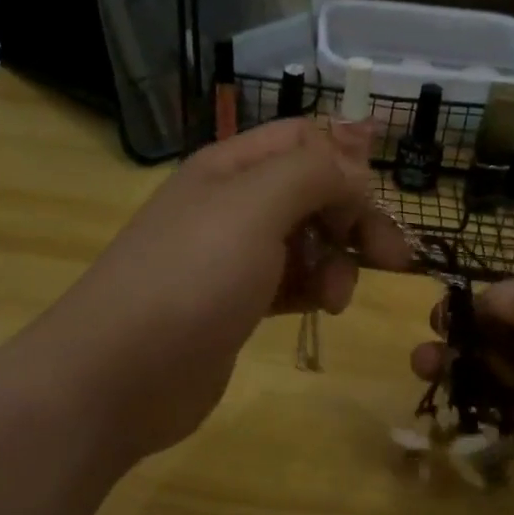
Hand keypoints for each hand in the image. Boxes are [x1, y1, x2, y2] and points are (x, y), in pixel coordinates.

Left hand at [38, 117, 412, 462]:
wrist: (121, 374)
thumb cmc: (192, 279)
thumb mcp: (257, 207)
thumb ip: (314, 172)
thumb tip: (355, 163)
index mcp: (231, 167)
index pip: (305, 140)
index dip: (349, 164)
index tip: (380, 206)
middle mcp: (232, 204)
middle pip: (312, 192)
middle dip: (354, 219)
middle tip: (392, 260)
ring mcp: (231, 258)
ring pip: (307, 241)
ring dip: (337, 261)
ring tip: (337, 298)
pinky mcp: (235, 304)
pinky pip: (291, 281)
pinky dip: (314, 288)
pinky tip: (322, 308)